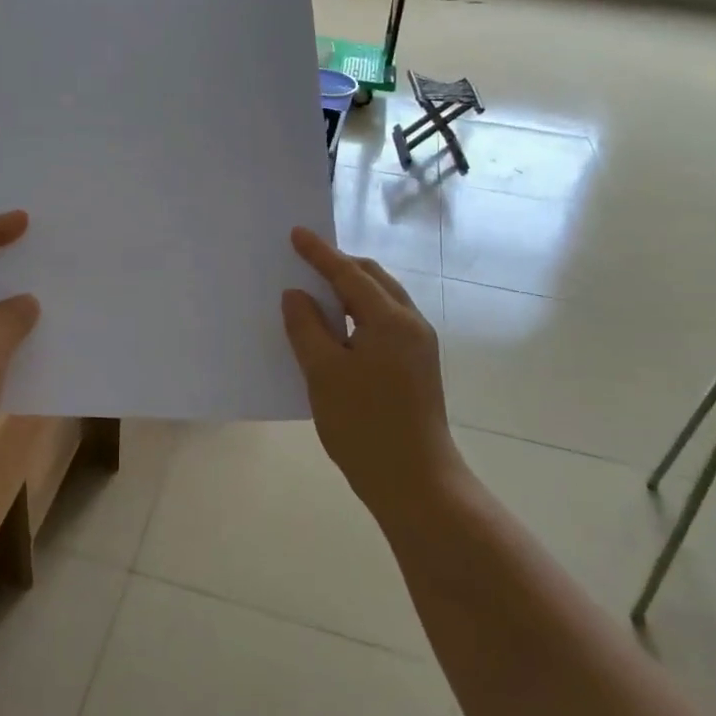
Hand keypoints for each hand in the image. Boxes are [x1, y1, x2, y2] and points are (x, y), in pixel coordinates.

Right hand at [282, 227, 460, 516]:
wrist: (416, 482)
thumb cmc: (365, 425)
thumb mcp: (324, 373)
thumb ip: (306, 327)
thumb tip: (297, 294)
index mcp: (390, 319)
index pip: (349, 273)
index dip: (320, 253)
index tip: (296, 233)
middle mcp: (411, 323)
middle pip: (373, 279)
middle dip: (340, 266)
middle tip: (305, 259)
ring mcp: (419, 346)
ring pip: (381, 301)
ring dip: (350, 290)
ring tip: (317, 290)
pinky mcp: (417, 366)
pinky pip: (384, 323)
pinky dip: (358, 313)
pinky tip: (336, 329)